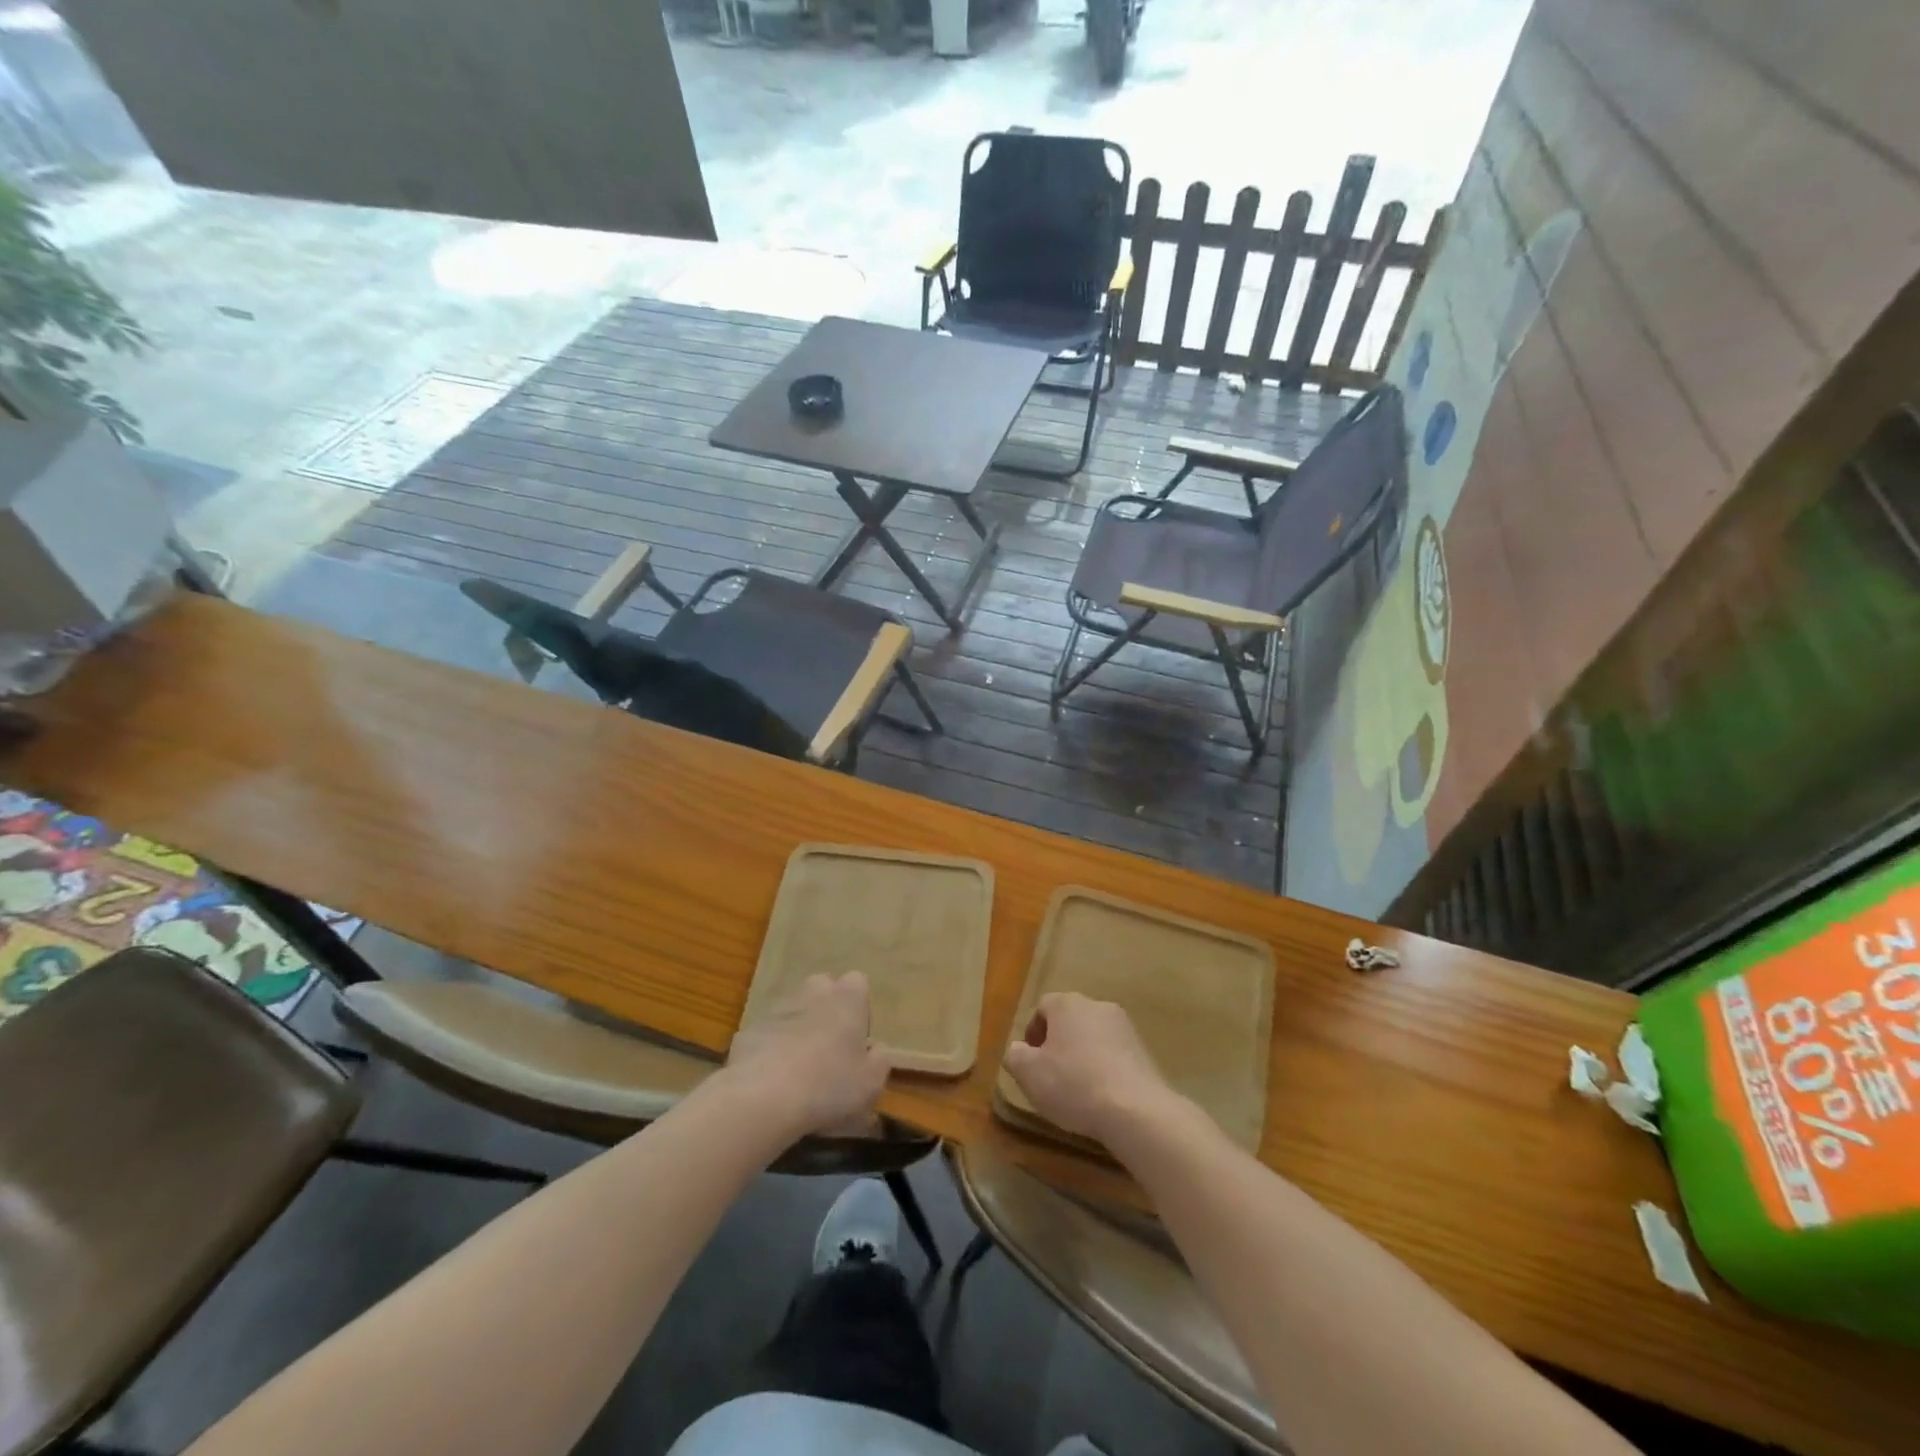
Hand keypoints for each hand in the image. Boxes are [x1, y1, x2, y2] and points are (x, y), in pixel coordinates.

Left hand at [727, 972, 889, 1138]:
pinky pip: (767, 1034)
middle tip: (828, 1049)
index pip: (858, 983)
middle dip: (826, 1010)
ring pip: (793, 1010)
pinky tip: (770, 1081)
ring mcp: (777, 1009)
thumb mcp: (871, 1083)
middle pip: (822, 989)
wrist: (762, 1098)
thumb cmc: (828, 1086)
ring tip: (798, 1070)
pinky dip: (770, 1049)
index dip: (858, 1008)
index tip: (856, 1039)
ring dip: (797, 1029)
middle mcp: (812, 993)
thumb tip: (874, 1049)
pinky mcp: (748, 1030)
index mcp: (847, 998)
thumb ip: (879, 1060)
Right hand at [1003, 992, 1175, 1143]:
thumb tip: (1017, 1049)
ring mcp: (1124, 1027)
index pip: (1043, 1007)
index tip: (1030, 1061)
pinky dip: (1104, 1068)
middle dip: (1058, 1043)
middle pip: (1070, 1019)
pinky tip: (1101, 1096)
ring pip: (1093, 1036)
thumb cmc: (1074, 1084)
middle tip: (1050, 1074)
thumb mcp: (1029, 1074)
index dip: (1033, 1032)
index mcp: (1067, 1004)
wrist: (1135, 1109)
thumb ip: (1015, 1056)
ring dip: (1082, 1055)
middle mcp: (1097, 1006)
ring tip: (1077, 1089)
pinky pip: (1114, 1054)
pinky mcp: (1143, 1050)